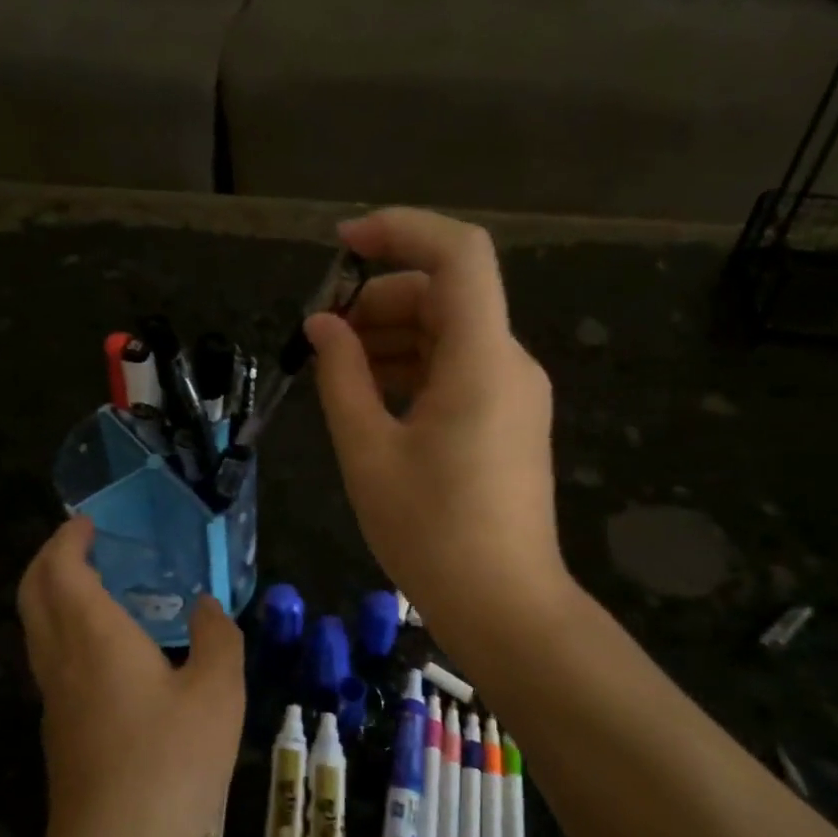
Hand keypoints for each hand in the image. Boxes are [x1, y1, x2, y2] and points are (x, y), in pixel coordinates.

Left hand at [16, 518, 245, 836]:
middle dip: (50, 559)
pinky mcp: (59, 730)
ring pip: (37, 628)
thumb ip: (216, 639)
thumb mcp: (217, 693)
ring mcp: (54, 698)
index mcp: (94, 636)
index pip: (60, 569)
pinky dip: (65, 629)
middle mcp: (62, 659)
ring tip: (98, 586)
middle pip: (34, 592)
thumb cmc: (169, 764)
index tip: (88, 522)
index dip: (68, 539)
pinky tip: (107, 648)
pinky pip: (51, 658)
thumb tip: (207, 607)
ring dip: (54, 594)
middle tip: (83, 544)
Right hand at [307, 207, 567, 648]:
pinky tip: (371, 395)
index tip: (341, 246)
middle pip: (447, 293)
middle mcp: (508, 361)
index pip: (458, 253)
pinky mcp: (508, 418)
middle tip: (323, 335)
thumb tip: (323, 326)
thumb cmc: (430, 531)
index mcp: (481, 359)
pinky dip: (414, 366)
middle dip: (380, 297)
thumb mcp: (368, 451)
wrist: (504, 605)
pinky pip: (459, 367)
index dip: (400, 231)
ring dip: (393, 333)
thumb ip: (341, 376)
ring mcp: (514, 391)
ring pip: (450, 331)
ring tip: (338, 368)